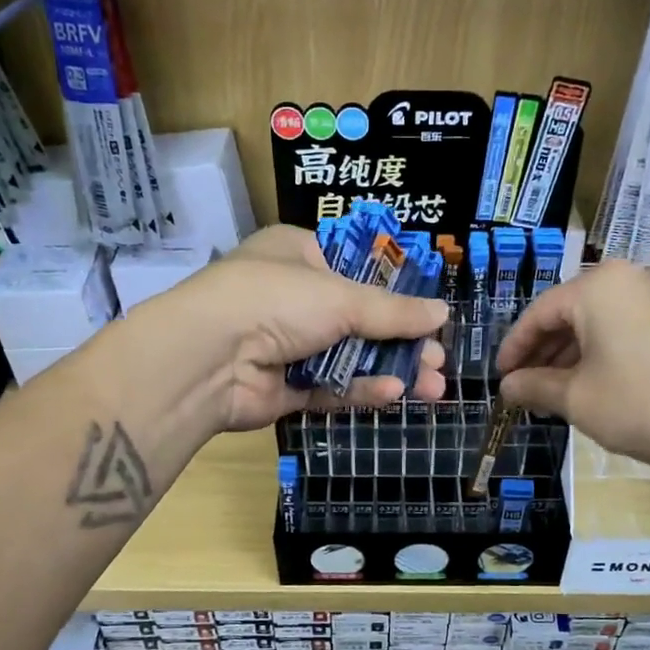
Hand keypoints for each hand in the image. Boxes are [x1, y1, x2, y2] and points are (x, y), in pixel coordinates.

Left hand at [137, 226, 448, 432]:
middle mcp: (293, 297)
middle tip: (439, 360)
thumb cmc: (276, 301)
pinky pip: (332, 387)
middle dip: (403, 341)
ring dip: (392, 369)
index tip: (431, 313)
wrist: (207, 359)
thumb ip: (393, 311)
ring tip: (434, 386)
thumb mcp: (341, 297)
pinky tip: (396, 393)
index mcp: (299, 255)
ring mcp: (288, 345)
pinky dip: (362, 389)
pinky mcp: (286, 388)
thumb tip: (442, 314)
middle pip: (360, 320)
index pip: (358, 269)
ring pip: (350, 358)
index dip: (397, 292)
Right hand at [495, 260, 649, 475]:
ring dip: (572, 356)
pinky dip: (603, 354)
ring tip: (553, 392)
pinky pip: (627, 330)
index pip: (540, 312)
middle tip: (525, 387)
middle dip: (544, 352)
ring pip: (601, 322)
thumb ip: (534, 386)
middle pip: (571, 313)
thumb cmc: (638, 404)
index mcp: (599, 286)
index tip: (501, 377)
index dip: (515, 347)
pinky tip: (591, 386)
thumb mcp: (576, 397)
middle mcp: (632, 278)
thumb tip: (507, 387)